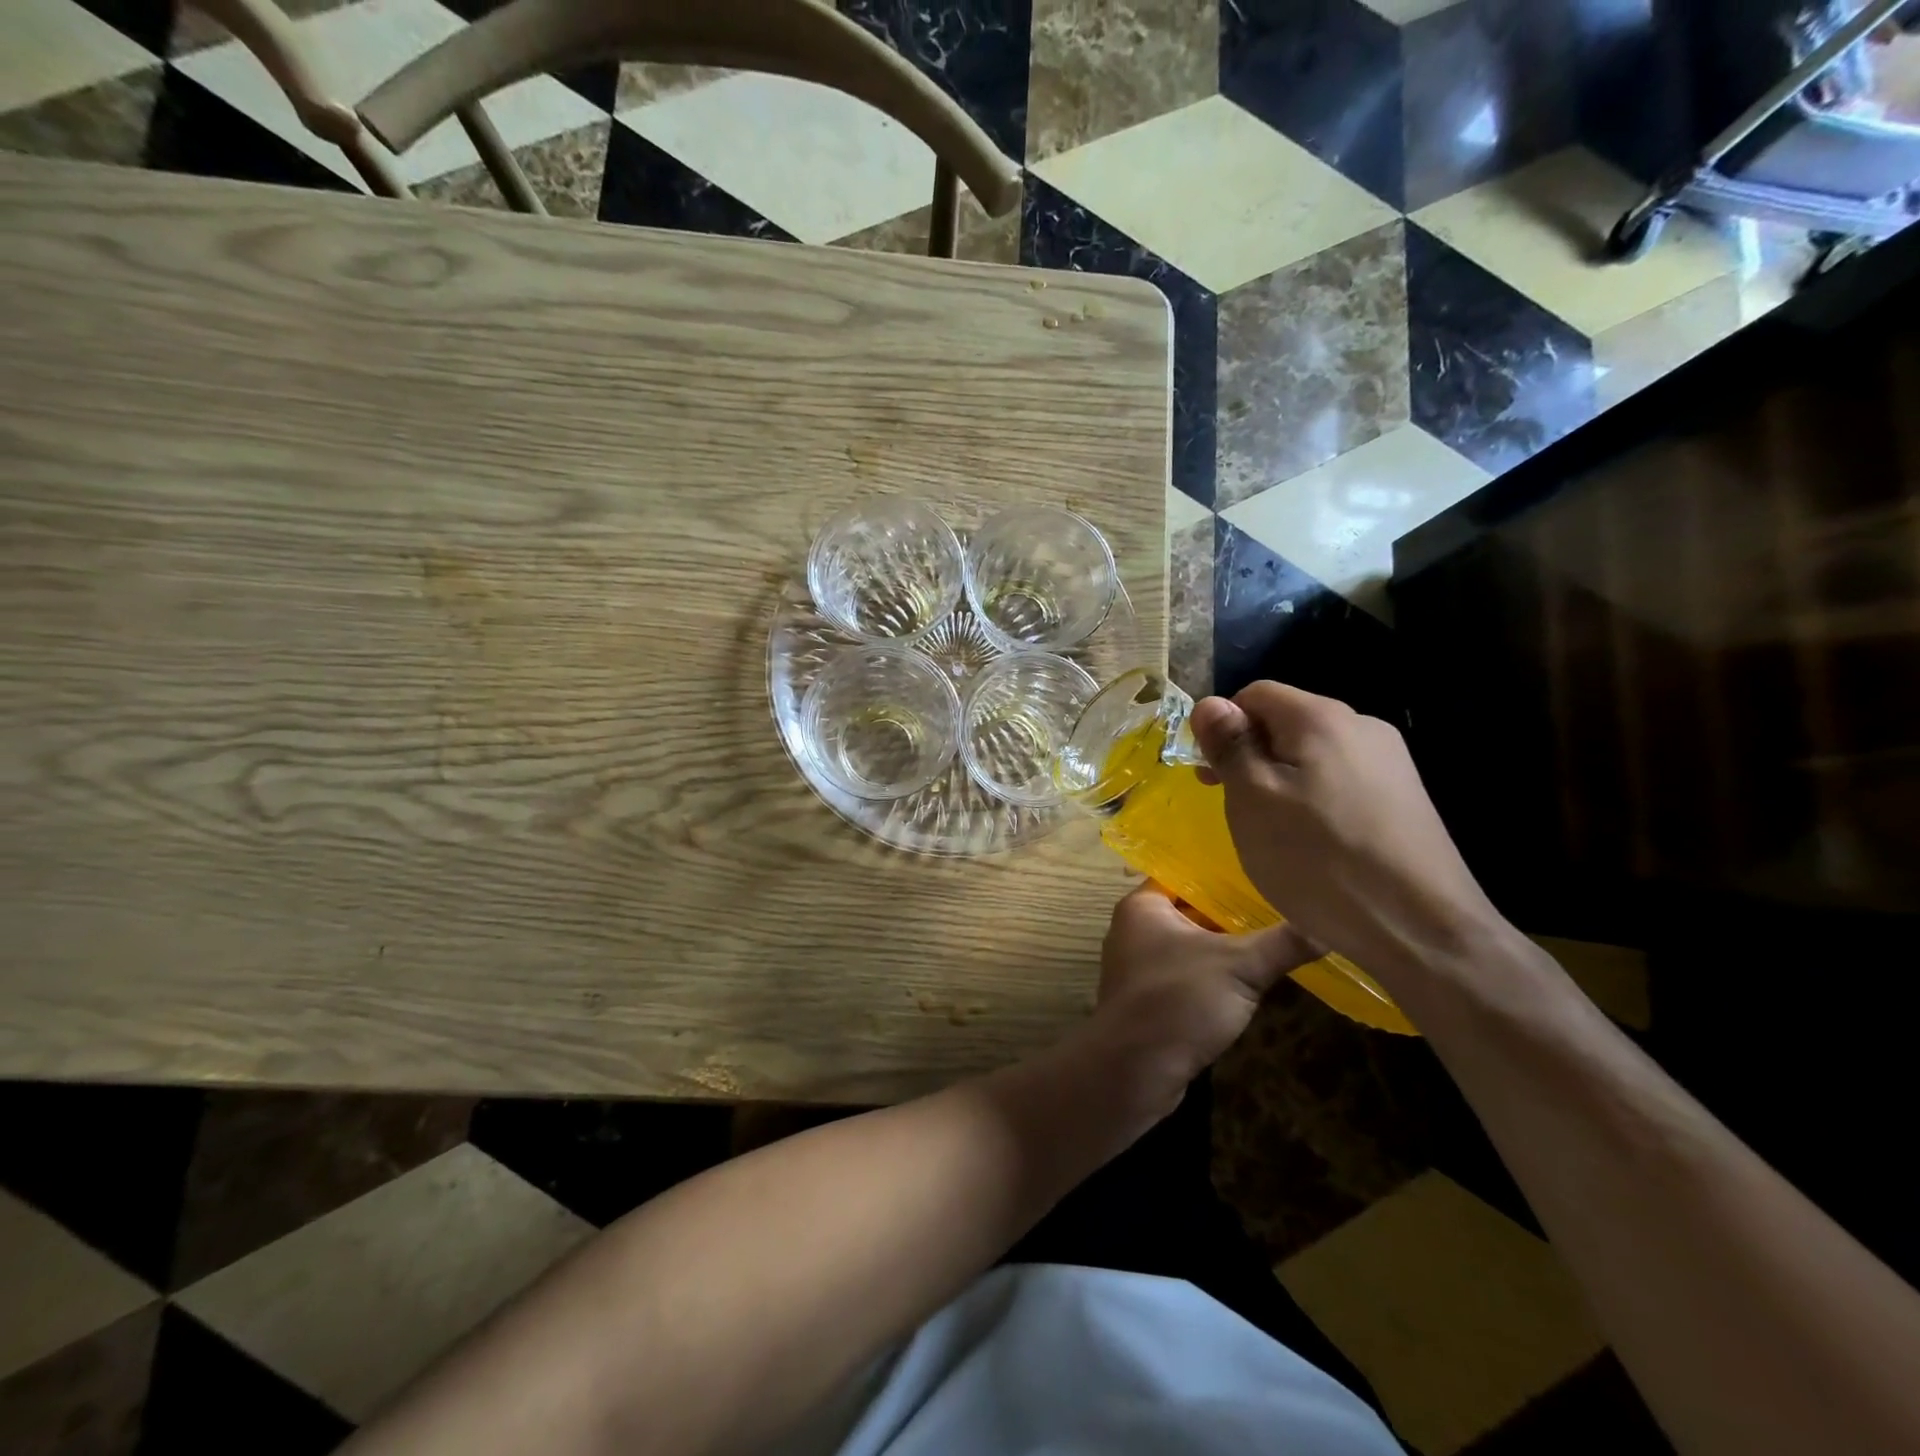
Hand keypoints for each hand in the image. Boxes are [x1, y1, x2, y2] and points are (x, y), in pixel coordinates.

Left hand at [1087, 882, 1315, 1111]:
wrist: (1133, 1070)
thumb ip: (1283, 942)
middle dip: (1232, 913)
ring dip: (1225, 948)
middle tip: (1280, 906)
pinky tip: (1248, 981)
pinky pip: (1186, 974)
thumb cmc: (1178, 1000)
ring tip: (1274, 940)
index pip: (1186, 874)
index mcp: (1143, 906)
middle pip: (1191, 910)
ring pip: (1191, 945)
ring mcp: (1139, 966)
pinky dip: (1213, 975)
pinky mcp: (1149, 998)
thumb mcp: (1239, 966)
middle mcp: (1135, 929)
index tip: (1265, 872)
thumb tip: (1330, 924)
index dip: (1224, 874)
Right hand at [1190, 682, 1506, 990]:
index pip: (1254, 694)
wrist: (1421, 929)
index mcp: (1321, 718)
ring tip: (1275, 832)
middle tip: (1235, 808)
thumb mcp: (1253, 799)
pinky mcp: (1405, 799)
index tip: (1211, 776)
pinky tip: (1316, 845)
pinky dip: (1315, 802)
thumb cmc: (1319, 859)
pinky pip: (1342, 782)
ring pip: (1314, 756)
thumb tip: (1208, 703)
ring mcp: (1391, 763)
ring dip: (1282, 782)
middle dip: (1252, 757)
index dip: (1223, 728)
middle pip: (1287, 723)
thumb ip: (1230, 745)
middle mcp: (1362, 727)